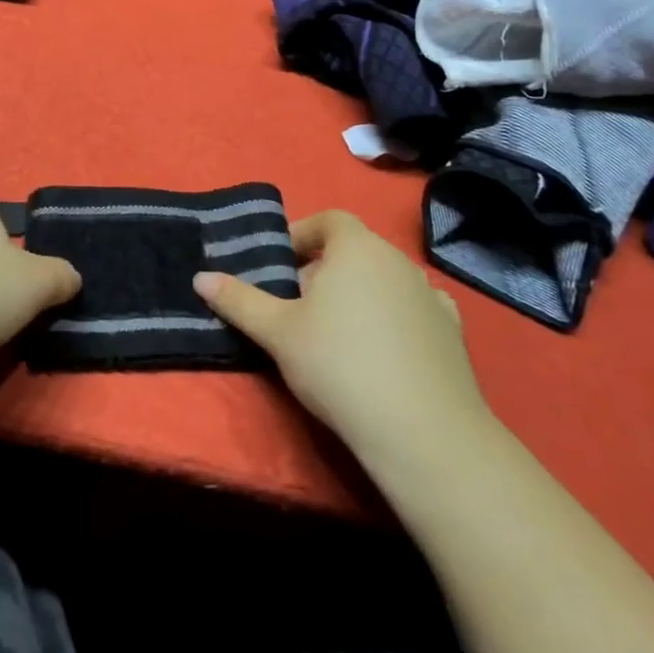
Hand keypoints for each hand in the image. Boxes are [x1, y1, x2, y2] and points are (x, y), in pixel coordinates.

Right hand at [193, 210, 495, 467]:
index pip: (329, 220)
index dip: (301, 235)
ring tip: (337, 331)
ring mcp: (431, 295)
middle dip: (325, 267)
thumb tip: (200, 277)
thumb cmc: (339, 365)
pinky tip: (383, 348)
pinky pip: (414, 308)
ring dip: (360, 292)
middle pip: (355, 249)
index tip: (280, 265)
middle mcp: (398, 260)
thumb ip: (238, 300)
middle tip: (298, 303)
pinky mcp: (453, 331)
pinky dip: (395, 316)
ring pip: (384, 279)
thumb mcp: (277, 333)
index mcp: (357, 248)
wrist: (422, 432)